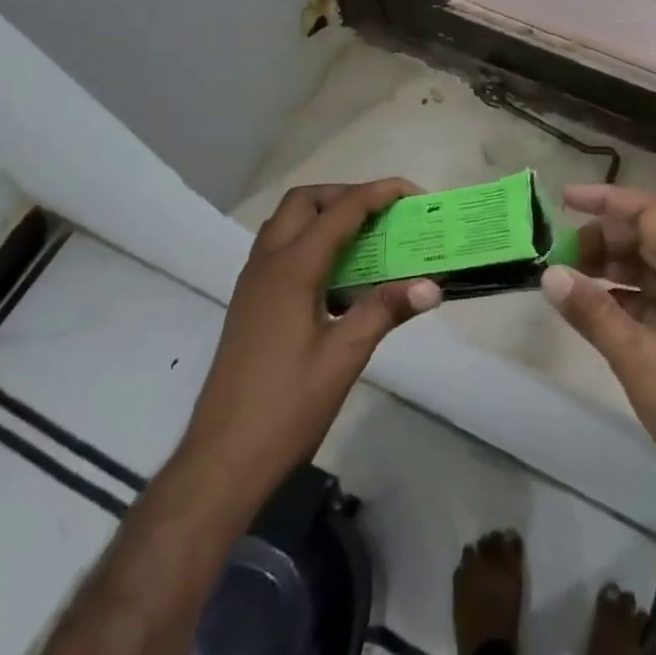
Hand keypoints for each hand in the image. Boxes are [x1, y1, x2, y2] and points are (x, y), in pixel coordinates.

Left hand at [183, 179, 441, 509]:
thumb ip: (385, 310)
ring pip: (287, 224)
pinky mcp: (250, 304)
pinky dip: (311, 243)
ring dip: (326, 217)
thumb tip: (433, 285)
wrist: (222, 461)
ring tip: (366, 239)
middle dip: (346, 195)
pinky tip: (339, 280)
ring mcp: (253, 283)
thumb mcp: (344, 357)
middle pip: (304, 202)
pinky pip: (281, 250)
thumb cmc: (285, 408)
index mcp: (291, 270)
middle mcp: (267, 264)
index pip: (340, 211)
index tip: (413, 193)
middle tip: (384, 215)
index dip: (379, 194)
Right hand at [543, 185, 655, 581]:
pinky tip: (587, 307)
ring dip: (607, 266)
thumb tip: (550, 274)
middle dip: (601, 238)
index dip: (608, 200)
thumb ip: (593, 313)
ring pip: (645, 267)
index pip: (650, 215)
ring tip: (565, 277)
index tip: (565, 201)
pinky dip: (617, 295)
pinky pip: (647, 297)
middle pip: (646, 238)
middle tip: (558, 254)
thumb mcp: (638, 358)